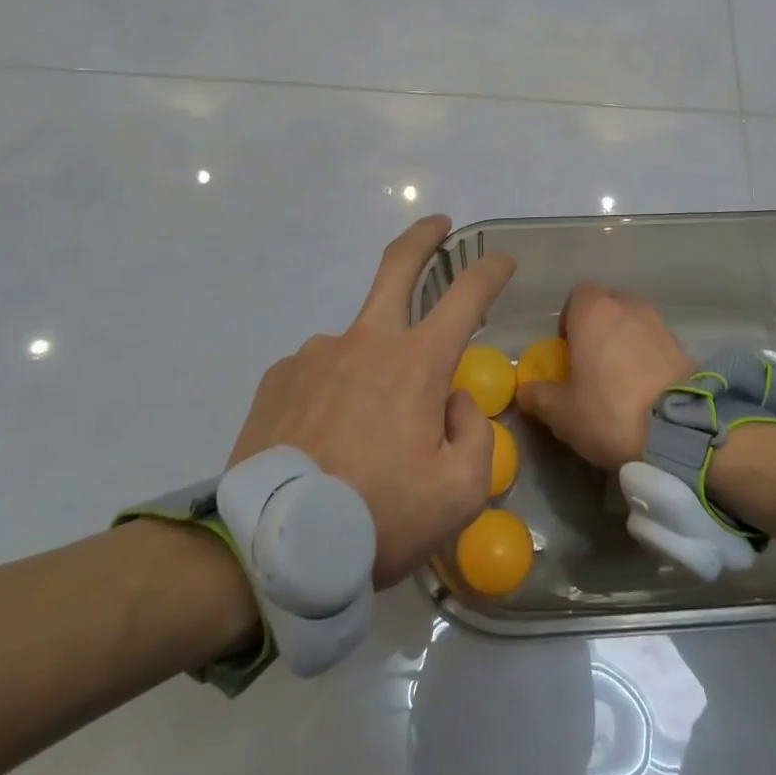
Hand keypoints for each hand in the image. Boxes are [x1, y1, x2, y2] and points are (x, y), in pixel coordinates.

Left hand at [229, 215, 514, 587]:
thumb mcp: (458, 494)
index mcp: (417, 363)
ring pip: (359, 343)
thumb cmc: (378, 518)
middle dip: (424, 238)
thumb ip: (474, 435)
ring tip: (362, 436)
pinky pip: (320, 372)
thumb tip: (452, 400)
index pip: (466, 296)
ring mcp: (316, 353)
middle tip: (438, 225)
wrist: (272, 549)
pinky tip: (324, 438)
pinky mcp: (279, 376)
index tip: (503, 260)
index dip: (490, 271)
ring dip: (373, 368)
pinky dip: (334, 391)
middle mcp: (366, 341)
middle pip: (397, 266)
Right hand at [515, 283, 694, 469]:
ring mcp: (659, 322)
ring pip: (633, 321)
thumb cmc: (609, 411)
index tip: (568, 350)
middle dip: (598, 327)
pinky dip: (647, 355)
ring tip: (620, 377)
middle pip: (607, 305)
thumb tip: (525, 389)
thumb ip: (538, 396)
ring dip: (624, 340)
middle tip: (592, 363)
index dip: (570, 319)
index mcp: (594, 312)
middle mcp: (628, 306)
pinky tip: (644, 387)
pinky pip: (655, 341)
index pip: (578, 295)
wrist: (678, 431)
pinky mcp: (682, 344)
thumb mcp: (561, 413)